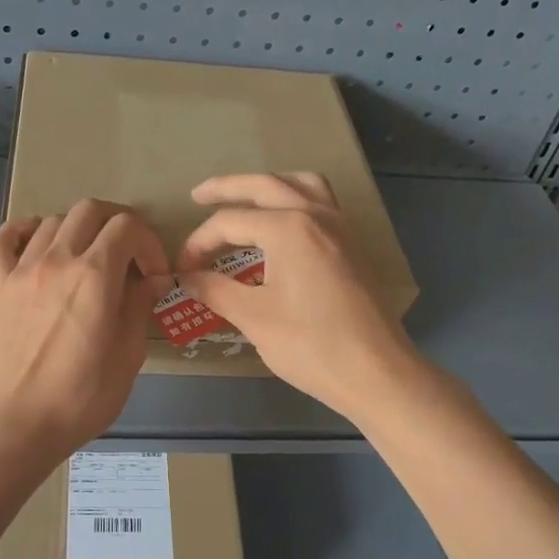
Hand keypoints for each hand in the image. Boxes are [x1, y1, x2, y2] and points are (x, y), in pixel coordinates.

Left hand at [0, 198, 170, 462]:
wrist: (20, 423)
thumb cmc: (83, 397)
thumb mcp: (128, 355)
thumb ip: (139, 306)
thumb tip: (152, 280)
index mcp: (94, 275)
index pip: (127, 227)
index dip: (149, 243)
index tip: (155, 275)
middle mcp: (57, 260)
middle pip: (90, 210)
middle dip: (118, 224)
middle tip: (129, 257)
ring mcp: (22, 270)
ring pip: (53, 220)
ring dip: (79, 231)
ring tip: (90, 260)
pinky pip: (2, 241)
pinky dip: (22, 232)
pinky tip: (38, 244)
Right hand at [176, 173, 418, 419]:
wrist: (376, 372)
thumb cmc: (311, 346)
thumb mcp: (254, 318)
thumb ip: (216, 290)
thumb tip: (187, 277)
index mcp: (289, 228)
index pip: (230, 222)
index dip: (199, 243)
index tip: (182, 269)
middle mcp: (316, 215)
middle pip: (264, 186)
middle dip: (227, 188)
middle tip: (198, 196)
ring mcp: (340, 227)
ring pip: (300, 185)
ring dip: (269, 186)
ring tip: (246, 200)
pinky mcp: (352, 245)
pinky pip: (321, 203)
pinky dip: (296, 200)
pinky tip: (283, 225)